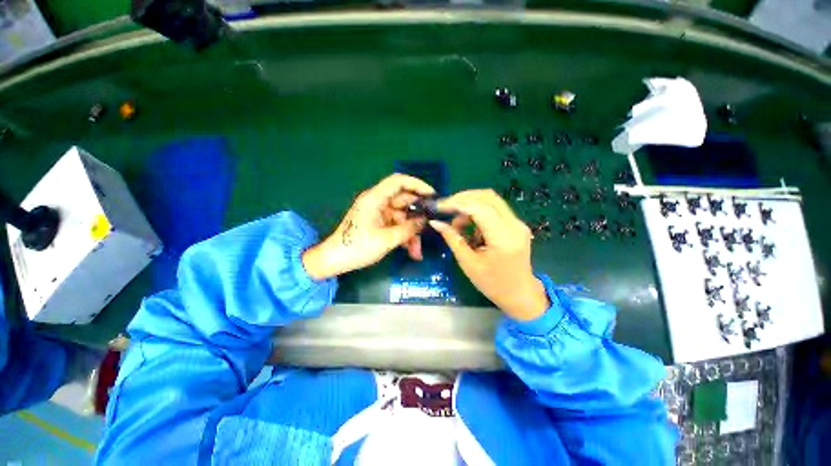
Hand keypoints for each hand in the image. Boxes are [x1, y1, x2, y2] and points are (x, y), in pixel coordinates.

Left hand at [303, 174, 434, 279]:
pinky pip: (396, 226)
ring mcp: (378, 214)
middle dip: (417, 217)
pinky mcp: (379, 224)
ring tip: (418, 251)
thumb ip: (408, 229)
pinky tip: (411, 251)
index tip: (432, 194)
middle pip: (404, 202)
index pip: (398, 181)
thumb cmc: (357, 247)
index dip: (417, 184)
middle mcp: (377, 203)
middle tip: (431, 226)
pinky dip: (404, 237)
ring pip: (402, 218)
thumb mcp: (386, 239)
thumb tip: (425, 221)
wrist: (335, 261)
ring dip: (411, 233)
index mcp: (375, 199)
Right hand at [430, 189, 549, 320]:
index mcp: (503, 237)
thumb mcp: (468, 263)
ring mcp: (518, 223)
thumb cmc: (492, 284)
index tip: (439, 207)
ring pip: (491, 201)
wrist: (519, 294)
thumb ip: (453, 239)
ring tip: (457, 224)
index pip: (479, 208)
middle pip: (488, 197)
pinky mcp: (516, 225)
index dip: (457, 204)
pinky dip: (479, 213)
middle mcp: (514, 225)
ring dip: (471, 205)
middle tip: (446, 207)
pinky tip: (469, 227)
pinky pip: (495, 210)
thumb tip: (435, 222)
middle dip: (464, 198)